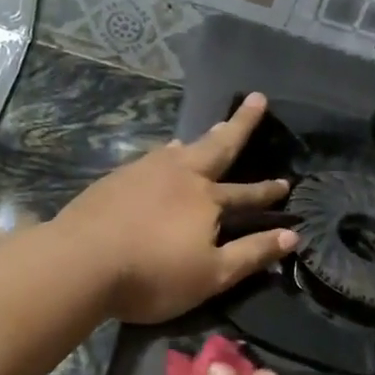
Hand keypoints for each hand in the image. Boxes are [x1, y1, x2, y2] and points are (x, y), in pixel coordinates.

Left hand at [54, 93, 295, 324]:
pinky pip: (151, 158)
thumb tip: (292, 235)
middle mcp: (179, 174)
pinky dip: (165, 153)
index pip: (246, 194)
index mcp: (207, 198)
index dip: (267, 192)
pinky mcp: (116, 178)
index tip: (286, 183)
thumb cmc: (152, 274)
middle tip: (255, 99)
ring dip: (200, 140)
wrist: (81, 262)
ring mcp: (144, 171)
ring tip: (211, 130)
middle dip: (240, 124)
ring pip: (180, 149)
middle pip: (217, 146)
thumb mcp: (212, 275)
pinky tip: (161, 155)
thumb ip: (252, 254)